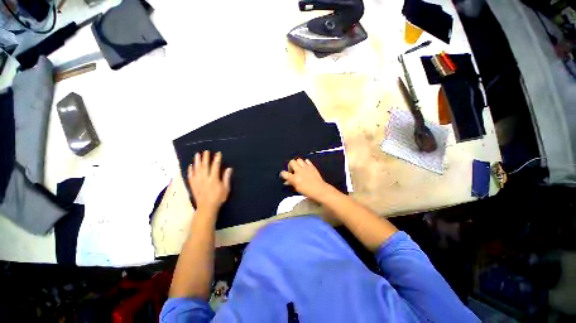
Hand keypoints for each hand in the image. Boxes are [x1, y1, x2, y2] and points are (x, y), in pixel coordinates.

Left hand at [188, 151, 232, 212]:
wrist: (206, 208)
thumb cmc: (218, 198)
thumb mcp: (226, 189)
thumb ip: (226, 178)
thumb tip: (229, 168)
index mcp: (214, 179)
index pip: (215, 166)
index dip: (217, 159)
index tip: (218, 153)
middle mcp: (204, 179)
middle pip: (204, 166)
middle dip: (205, 158)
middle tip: (206, 151)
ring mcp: (197, 182)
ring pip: (196, 169)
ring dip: (197, 161)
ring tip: (197, 154)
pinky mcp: (193, 185)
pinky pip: (190, 176)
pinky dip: (190, 170)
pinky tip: (190, 166)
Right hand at [280, 158, 332, 201]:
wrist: (320, 189)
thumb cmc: (307, 191)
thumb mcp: (297, 189)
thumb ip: (291, 183)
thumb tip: (286, 181)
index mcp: (294, 178)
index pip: (284, 173)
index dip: (283, 174)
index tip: (284, 175)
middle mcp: (299, 171)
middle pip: (291, 162)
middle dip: (290, 166)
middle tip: (293, 171)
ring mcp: (306, 167)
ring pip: (298, 160)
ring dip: (297, 163)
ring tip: (299, 168)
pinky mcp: (312, 166)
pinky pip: (307, 161)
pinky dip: (305, 163)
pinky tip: (306, 167)